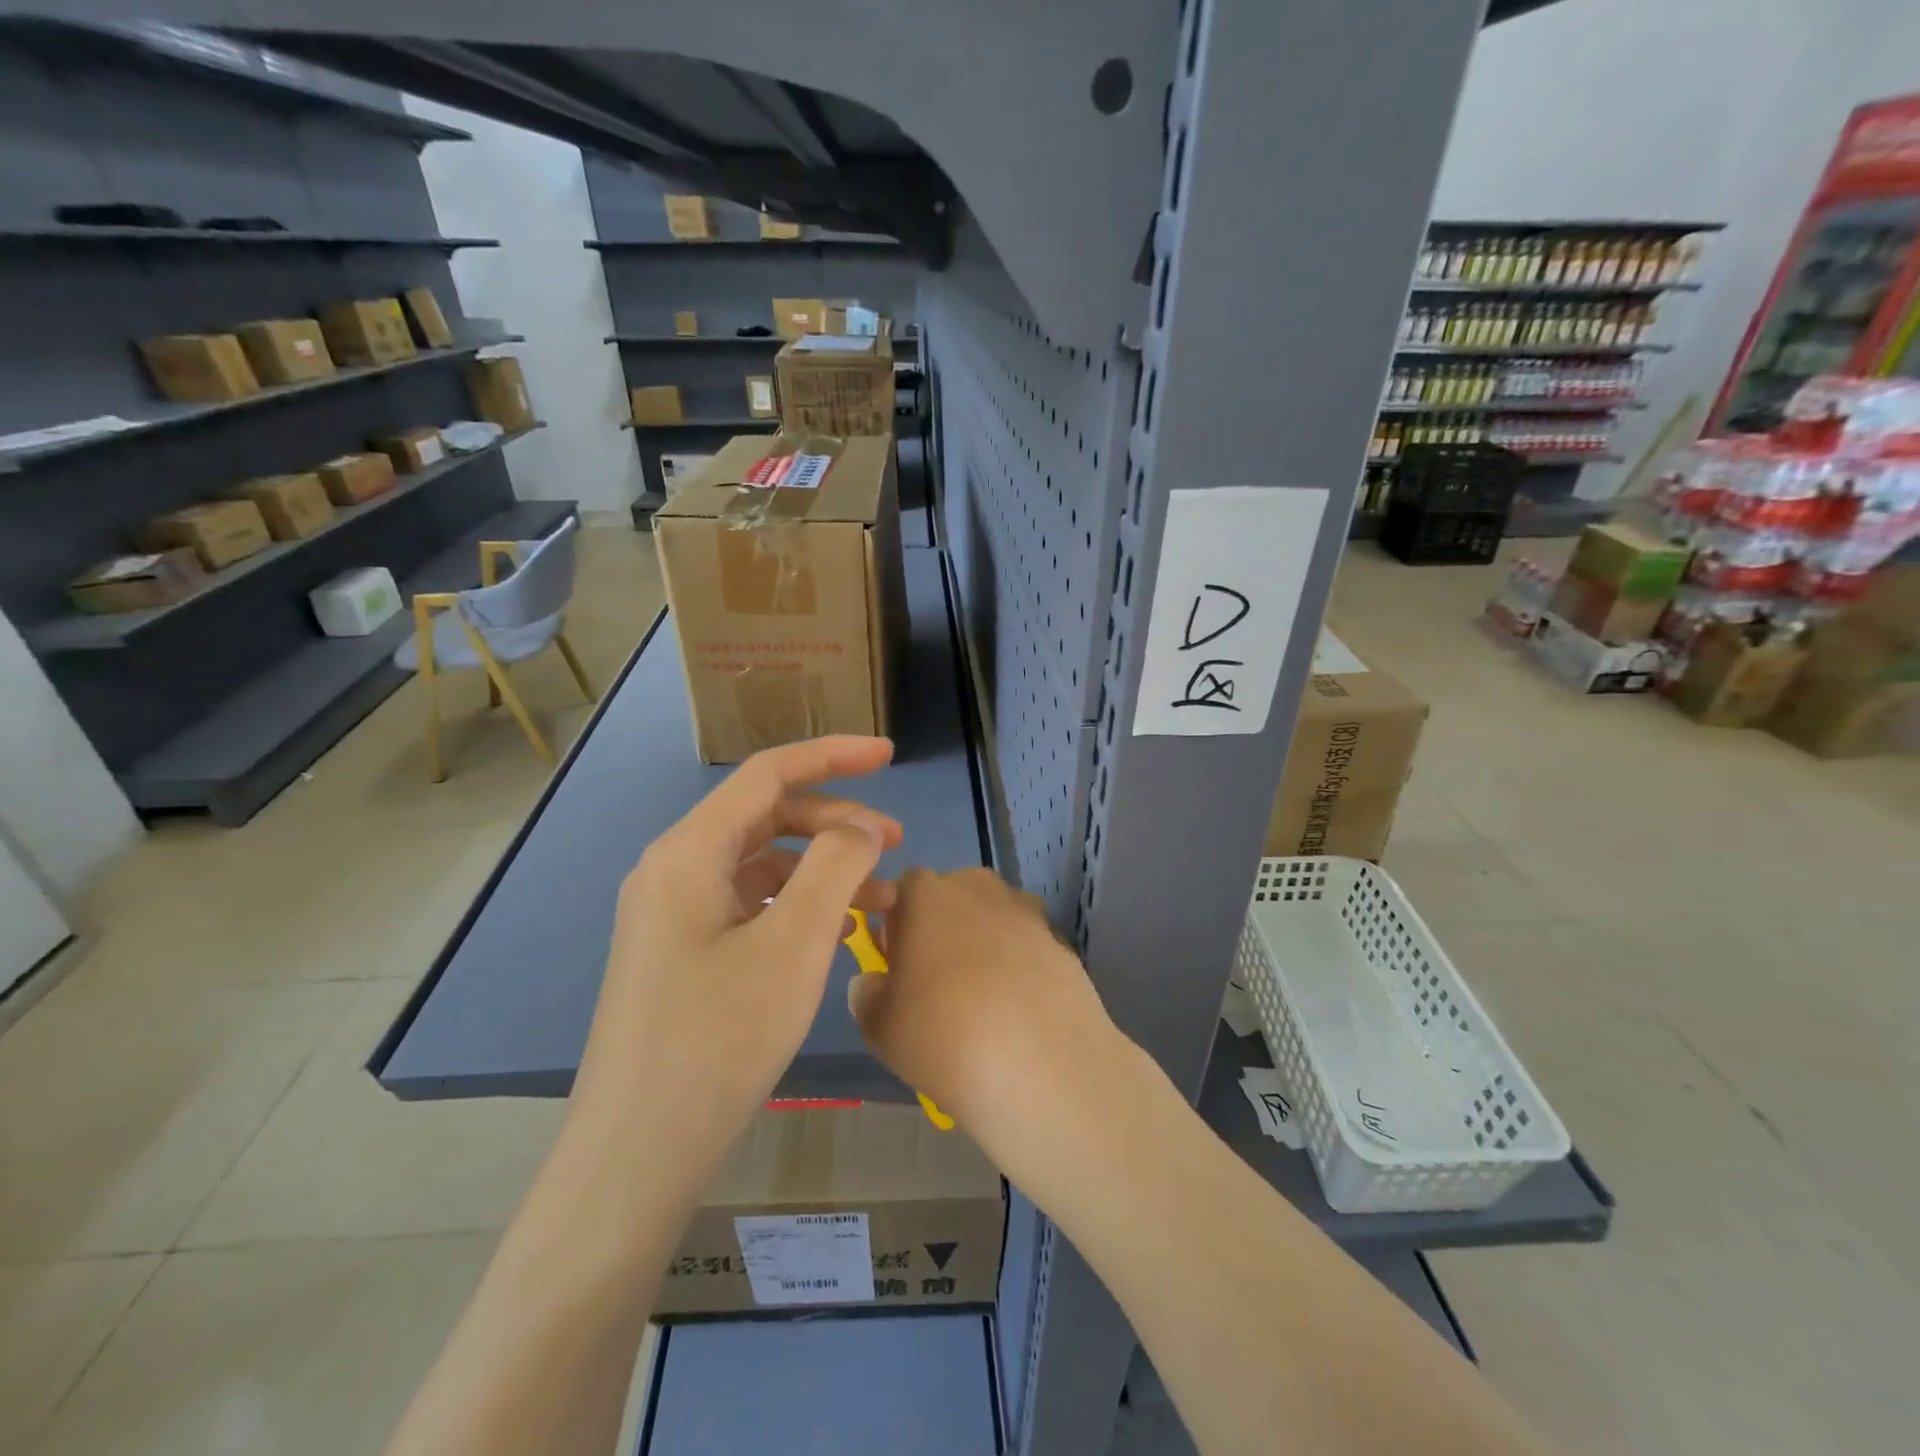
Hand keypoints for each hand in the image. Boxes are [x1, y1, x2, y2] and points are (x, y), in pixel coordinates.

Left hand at [570, 737, 901, 1169]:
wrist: (637, 1155)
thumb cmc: (718, 1040)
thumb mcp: (793, 945)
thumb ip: (835, 866)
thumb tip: (861, 828)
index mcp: (689, 852)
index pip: (769, 773)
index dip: (833, 754)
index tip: (890, 755)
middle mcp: (674, 869)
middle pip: (766, 815)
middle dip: (836, 820)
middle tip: (896, 844)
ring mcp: (674, 913)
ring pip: (763, 863)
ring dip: (823, 867)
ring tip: (882, 898)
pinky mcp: (683, 951)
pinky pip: (750, 903)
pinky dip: (799, 904)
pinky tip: (837, 930)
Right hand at [850, 869, 1130, 1179]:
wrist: (1039, 1064)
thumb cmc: (942, 1035)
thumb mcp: (880, 1027)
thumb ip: (868, 996)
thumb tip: (875, 983)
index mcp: (924, 893)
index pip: (899, 893)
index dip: (894, 928)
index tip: (895, 967)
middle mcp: (975, 886)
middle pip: (949, 901)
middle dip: (940, 933)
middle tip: (936, 987)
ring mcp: (1024, 910)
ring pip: (990, 922)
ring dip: (982, 948)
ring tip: (983, 1005)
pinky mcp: (1060, 939)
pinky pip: (1025, 948)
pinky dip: (1018, 969)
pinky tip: (1017, 1013)